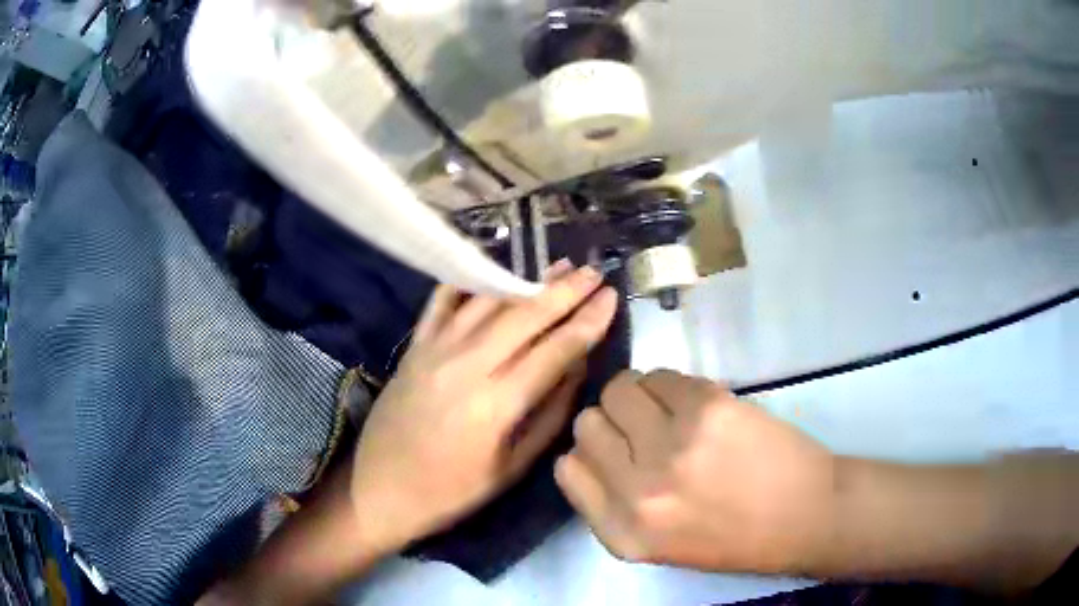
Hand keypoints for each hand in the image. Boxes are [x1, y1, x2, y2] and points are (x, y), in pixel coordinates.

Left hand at [349, 261, 618, 551]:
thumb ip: (549, 415)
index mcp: (496, 404)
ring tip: (558, 266)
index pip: (555, 350)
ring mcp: (435, 349)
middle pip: (525, 316)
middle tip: (594, 272)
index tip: (612, 297)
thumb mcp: (511, 468)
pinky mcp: (414, 346)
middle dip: (565, 291)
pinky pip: (442, 301)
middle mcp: (466, 365)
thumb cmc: (451, 491)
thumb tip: (577, 367)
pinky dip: (468, 281)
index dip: (588, 321)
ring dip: (526, 280)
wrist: (379, 488)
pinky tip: (492, 270)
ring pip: (488, 302)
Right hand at [555, 369, 836, 574]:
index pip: (567, 468)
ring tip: (669, 412)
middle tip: (645, 429)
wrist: (805, 516)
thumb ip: (614, 505)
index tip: (615, 451)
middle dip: (612, 421)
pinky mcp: (707, 408)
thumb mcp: (656, 544)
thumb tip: (592, 450)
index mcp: (623, 533)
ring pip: (618, 389)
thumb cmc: (734, 537)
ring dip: (638, 396)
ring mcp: (672, 447)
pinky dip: (671, 385)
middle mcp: (638, 492)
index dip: (591, 453)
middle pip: (587, 423)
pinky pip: (661, 375)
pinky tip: (696, 405)